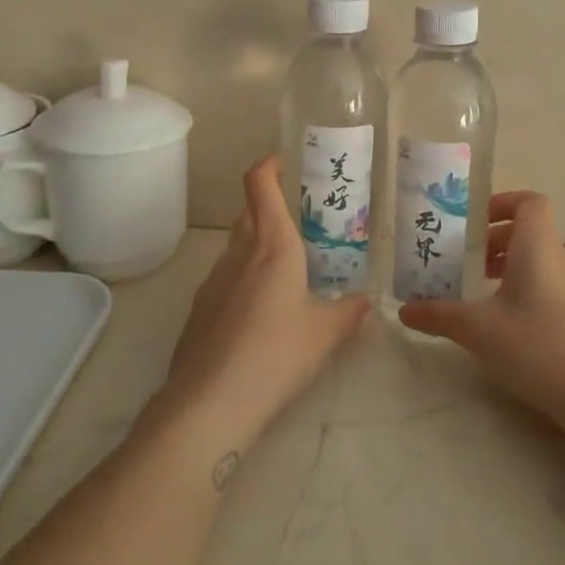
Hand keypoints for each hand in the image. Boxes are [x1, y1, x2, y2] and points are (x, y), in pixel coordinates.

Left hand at [152, 156, 368, 459]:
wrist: (210, 402)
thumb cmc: (277, 353)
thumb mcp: (326, 333)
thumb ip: (349, 311)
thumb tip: (365, 300)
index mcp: (272, 245)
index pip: (259, 185)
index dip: (268, 166)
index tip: (281, 162)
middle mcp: (239, 253)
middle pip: (248, 214)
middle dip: (268, 209)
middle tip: (297, 226)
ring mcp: (212, 281)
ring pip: (235, 249)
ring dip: (255, 249)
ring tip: (283, 276)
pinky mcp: (198, 310)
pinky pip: (224, 281)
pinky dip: (242, 282)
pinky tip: (258, 316)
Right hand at [398, 191, 564, 426]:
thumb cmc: (535, 343)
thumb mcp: (477, 329)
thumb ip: (438, 315)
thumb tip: (404, 310)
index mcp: (536, 246)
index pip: (530, 202)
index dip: (503, 203)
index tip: (473, 222)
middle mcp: (557, 258)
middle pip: (527, 231)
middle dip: (492, 239)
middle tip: (461, 258)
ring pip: (535, 259)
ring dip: (505, 265)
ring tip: (475, 288)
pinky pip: (544, 284)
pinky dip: (519, 288)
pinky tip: (499, 320)